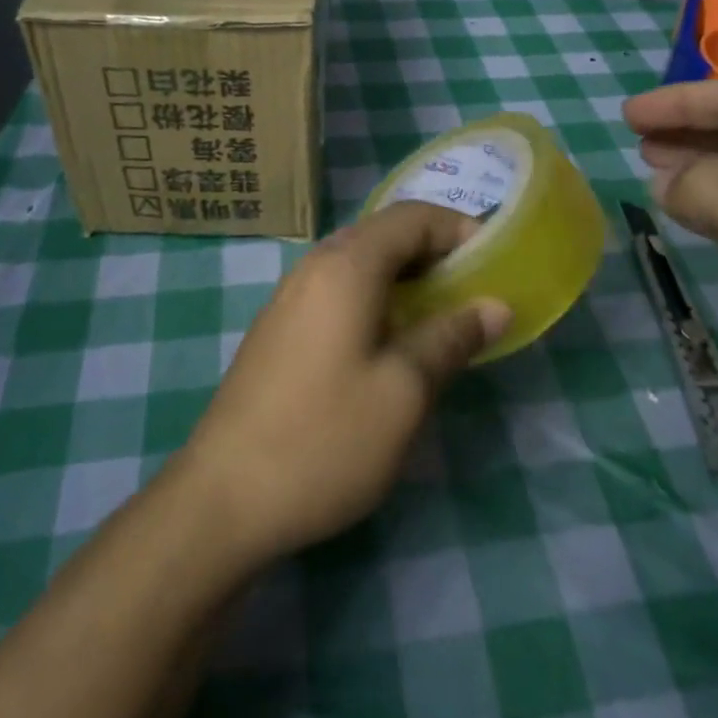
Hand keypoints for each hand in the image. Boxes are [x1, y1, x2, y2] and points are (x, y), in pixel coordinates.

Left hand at [178, 202, 511, 563]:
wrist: (222, 500)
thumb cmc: (324, 440)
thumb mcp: (404, 392)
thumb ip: (451, 338)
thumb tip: (495, 306)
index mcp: (346, 267)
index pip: (412, 217)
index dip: (458, 230)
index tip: (494, 263)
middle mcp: (313, 267)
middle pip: (383, 234)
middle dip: (434, 253)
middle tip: (473, 291)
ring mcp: (289, 298)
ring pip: (358, 263)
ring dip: (404, 278)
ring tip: (439, 317)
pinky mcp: (277, 329)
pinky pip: (336, 290)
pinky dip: (374, 298)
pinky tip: (389, 344)